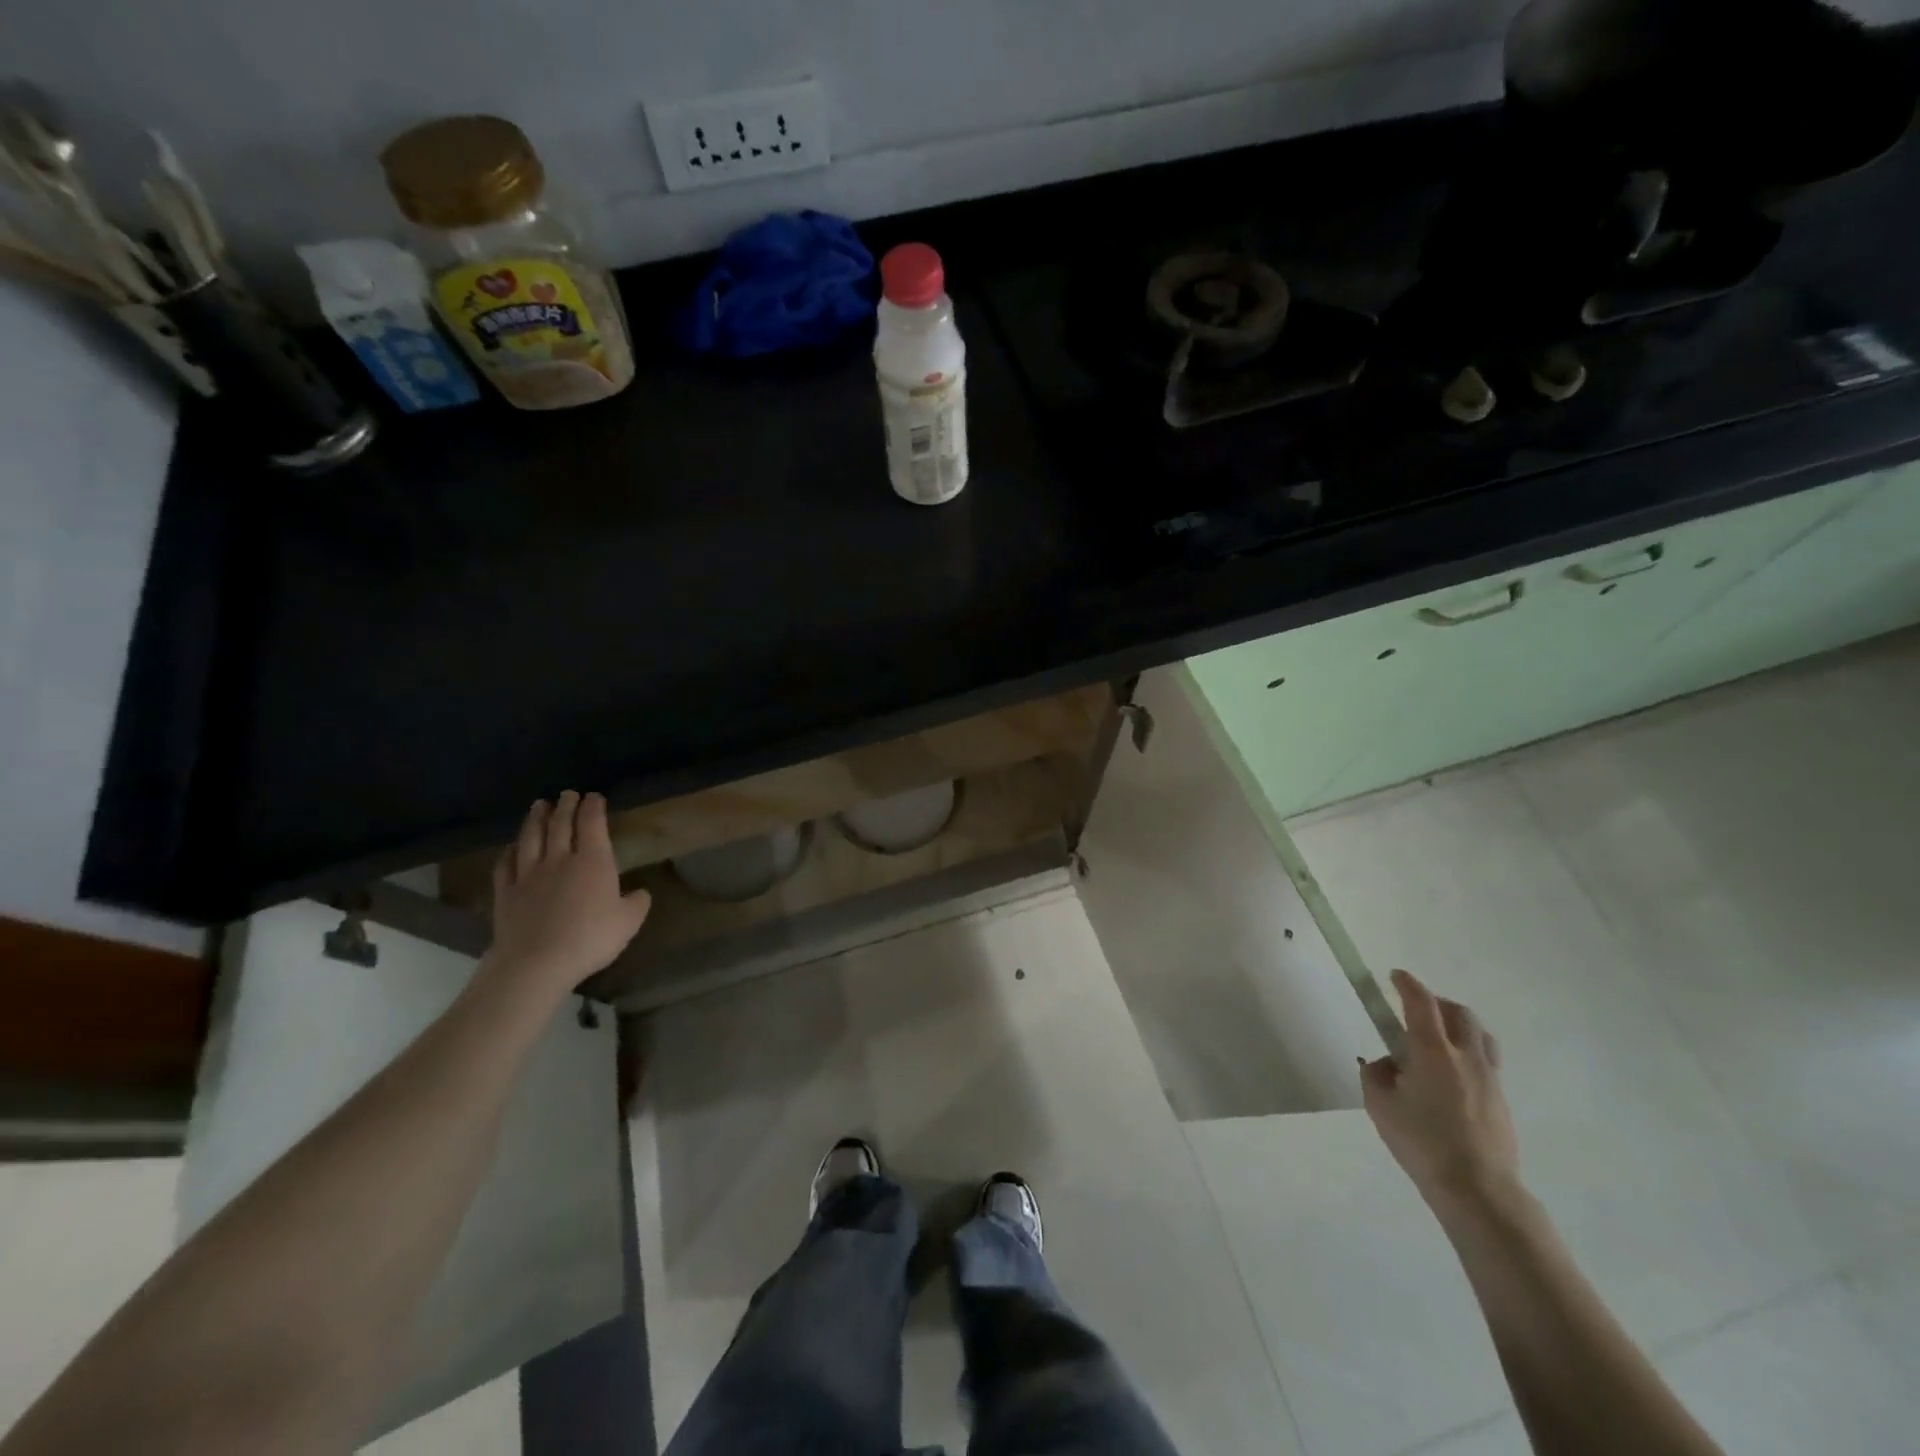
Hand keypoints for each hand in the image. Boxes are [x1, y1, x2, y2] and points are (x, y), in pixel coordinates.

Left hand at [485, 791, 651, 996]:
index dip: (594, 807)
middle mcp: (560, 859)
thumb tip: (639, 892)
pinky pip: (506, 865)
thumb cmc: (590, 938)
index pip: (592, 824)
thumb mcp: (629, 922)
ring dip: (535, 819)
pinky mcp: (506, 893)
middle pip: (560, 825)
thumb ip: (637, 902)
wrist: (536, 963)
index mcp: (593, 861)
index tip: (594, 796)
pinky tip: (511, 847)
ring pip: (531, 838)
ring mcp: (529, 874)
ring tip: (538, 805)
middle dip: (565, 806)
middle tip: (567, 794)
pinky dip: (509, 851)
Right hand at [1361, 969, 1519, 1212]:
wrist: (1478, 1190)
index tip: (1395, 976)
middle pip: (1459, 1013)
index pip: (1421, 1003)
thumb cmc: (1422, 1142)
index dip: (1407, 984)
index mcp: (1432, 1051)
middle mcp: (1465, 1056)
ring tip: (1440, 1037)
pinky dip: (1468, 1053)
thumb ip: (1376, 1075)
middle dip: (1436, 1002)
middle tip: (1417, 1008)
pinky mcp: (1501, 1100)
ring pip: (1479, 1035)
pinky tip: (1452, 1075)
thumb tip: (1386, 1064)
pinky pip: (1486, 1061)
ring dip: (1459, 1025)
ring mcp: (1489, 1078)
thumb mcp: (1380, 1105)